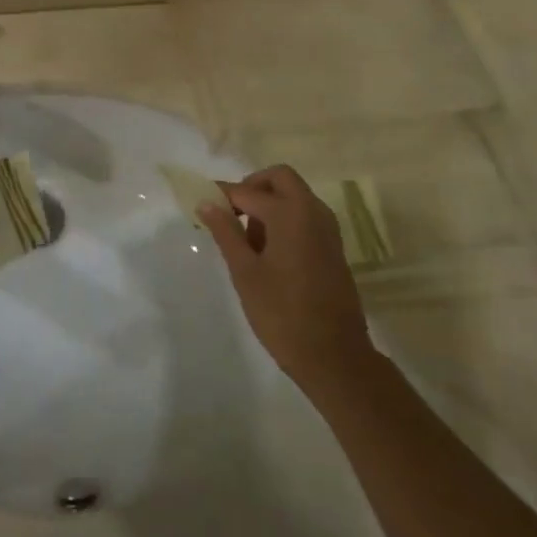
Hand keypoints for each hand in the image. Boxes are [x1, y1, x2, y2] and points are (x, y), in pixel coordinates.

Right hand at [198, 165, 375, 396]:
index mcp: (290, 214)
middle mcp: (312, 212)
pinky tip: (268, 252)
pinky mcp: (333, 247)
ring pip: (295, 196)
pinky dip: (285, 219)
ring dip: (270, 203)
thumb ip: (226, 232)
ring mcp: (327, 229)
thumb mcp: (245, 273)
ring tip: (246, 239)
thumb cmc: (282, 314)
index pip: (248, 191)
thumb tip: (206, 203)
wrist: (335, 357)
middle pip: (280, 179)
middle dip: (252, 187)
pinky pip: (306, 216)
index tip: (202, 202)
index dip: (222, 194)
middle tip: (230, 212)